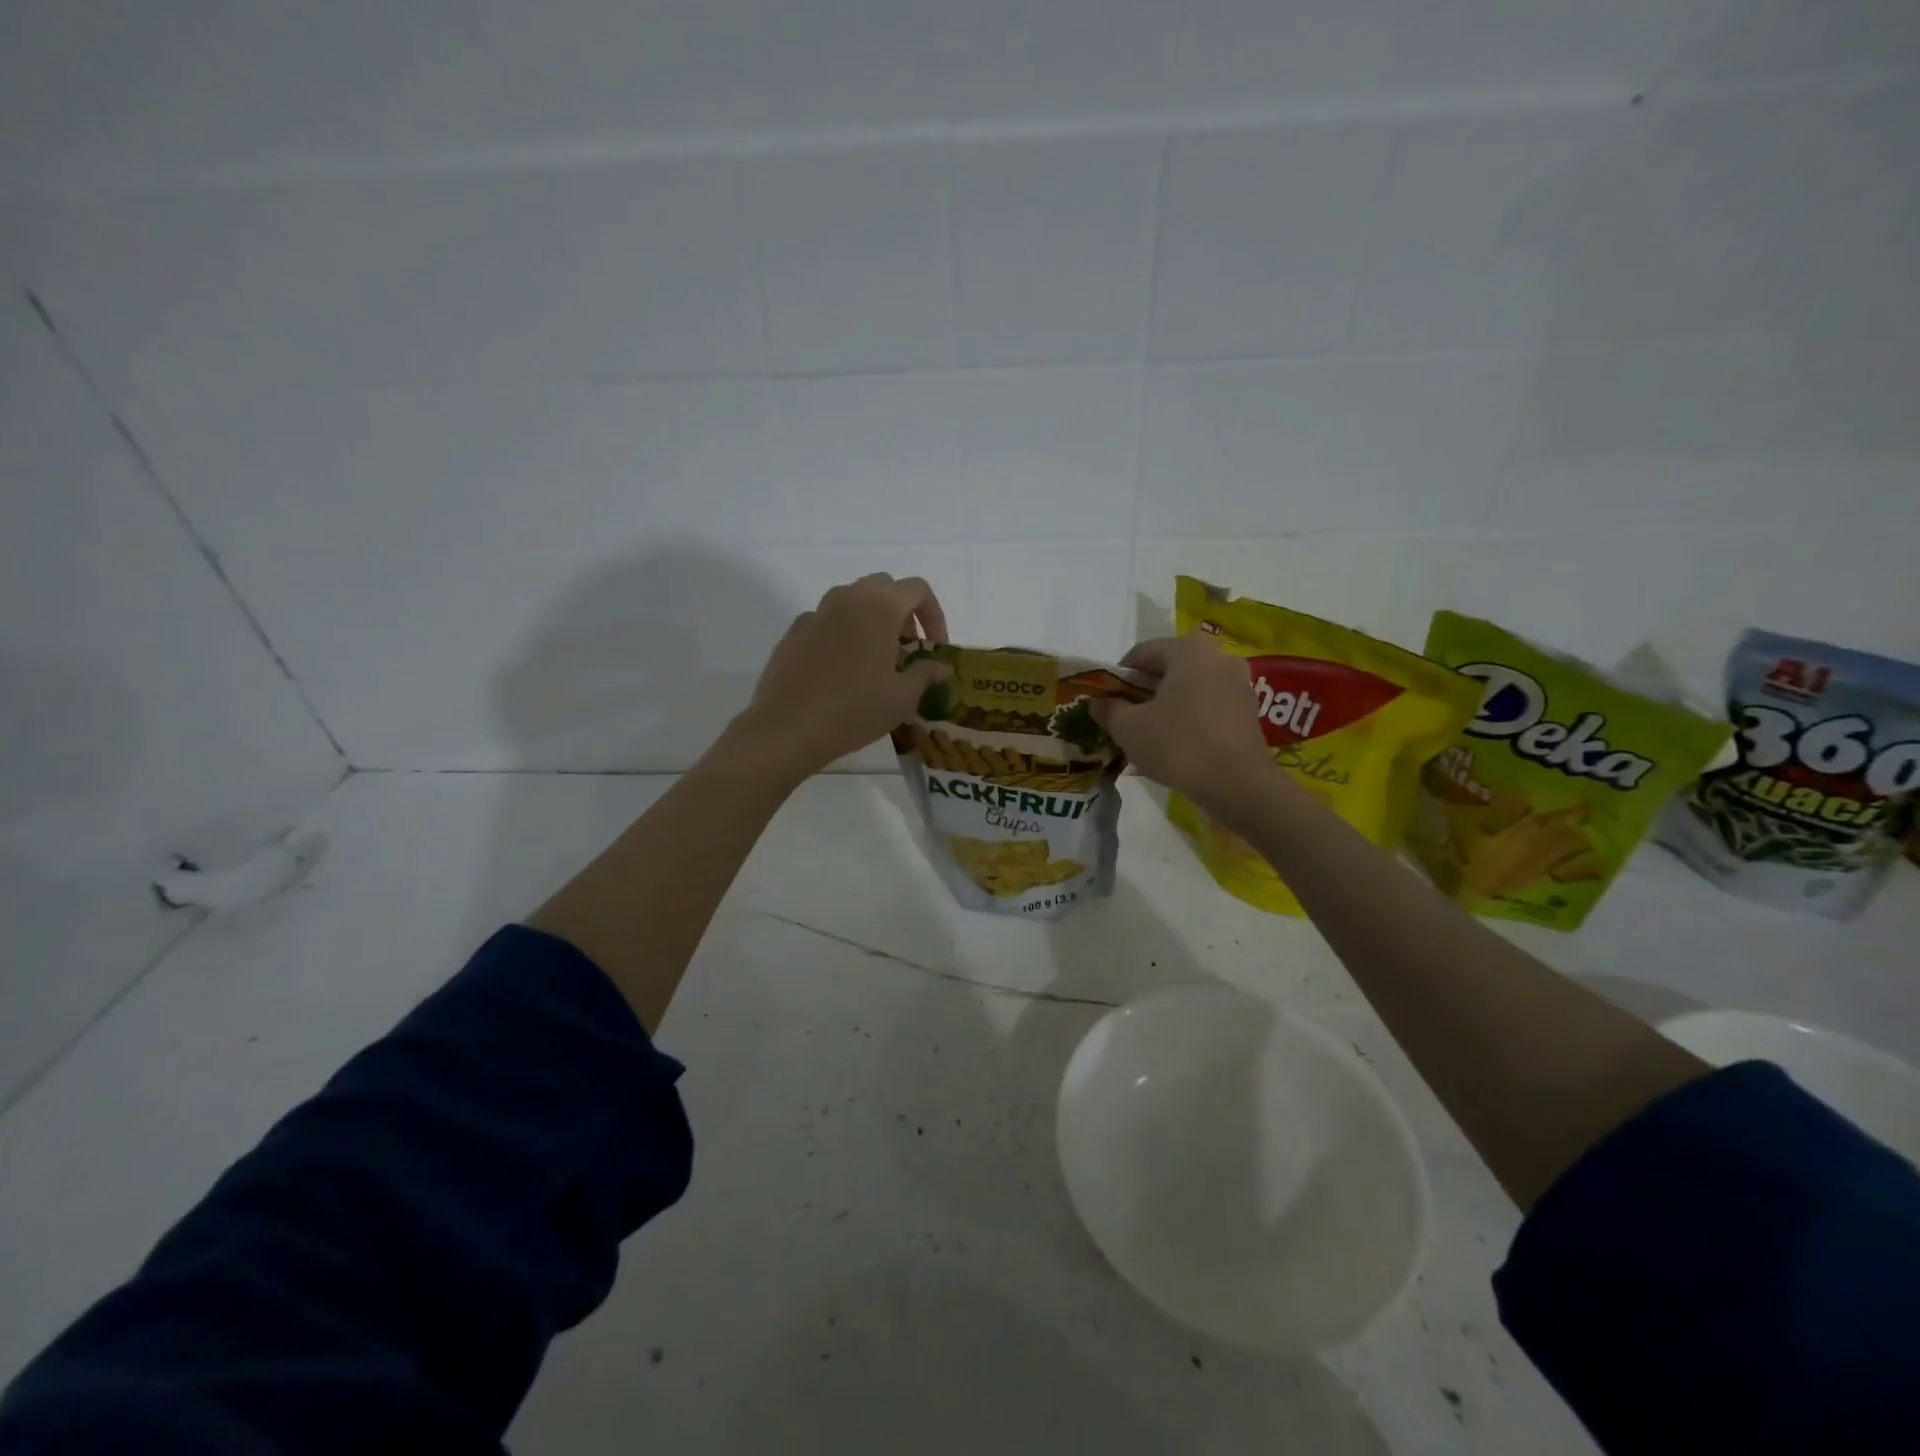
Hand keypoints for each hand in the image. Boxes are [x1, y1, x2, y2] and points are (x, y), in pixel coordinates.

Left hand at [736, 573, 951, 778]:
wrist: (787, 728)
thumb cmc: (855, 710)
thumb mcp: (902, 697)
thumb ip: (926, 674)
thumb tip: (942, 666)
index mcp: (879, 607)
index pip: (917, 589)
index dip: (934, 615)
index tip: (934, 648)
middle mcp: (846, 599)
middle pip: (883, 587)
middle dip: (902, 612)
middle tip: (908, 649)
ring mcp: (816, 613)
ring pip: (853, 601)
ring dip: (872, 620)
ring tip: (877, 660)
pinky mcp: (793, 632)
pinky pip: (827, 622)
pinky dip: (843, 634)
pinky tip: (842, 671)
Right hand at [1090, 636, 1273, 811]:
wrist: (1237, 784)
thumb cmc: (1178, 745)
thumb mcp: (1129, 729)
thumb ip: (1109, 710)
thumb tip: (1097, 703)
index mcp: (1188, 650)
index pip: (1143, 652)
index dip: (1119, 675)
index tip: (1107, 698)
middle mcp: (1218, 657)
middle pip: (1170, 667)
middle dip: (1145, 688)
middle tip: (1126, 714)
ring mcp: (1239, 683)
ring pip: (1191, 686)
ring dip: (1168, 702)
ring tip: (1150, 730)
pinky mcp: (1249, 711)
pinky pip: (1209, 704)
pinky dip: (1190, 716)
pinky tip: (1177, 741)